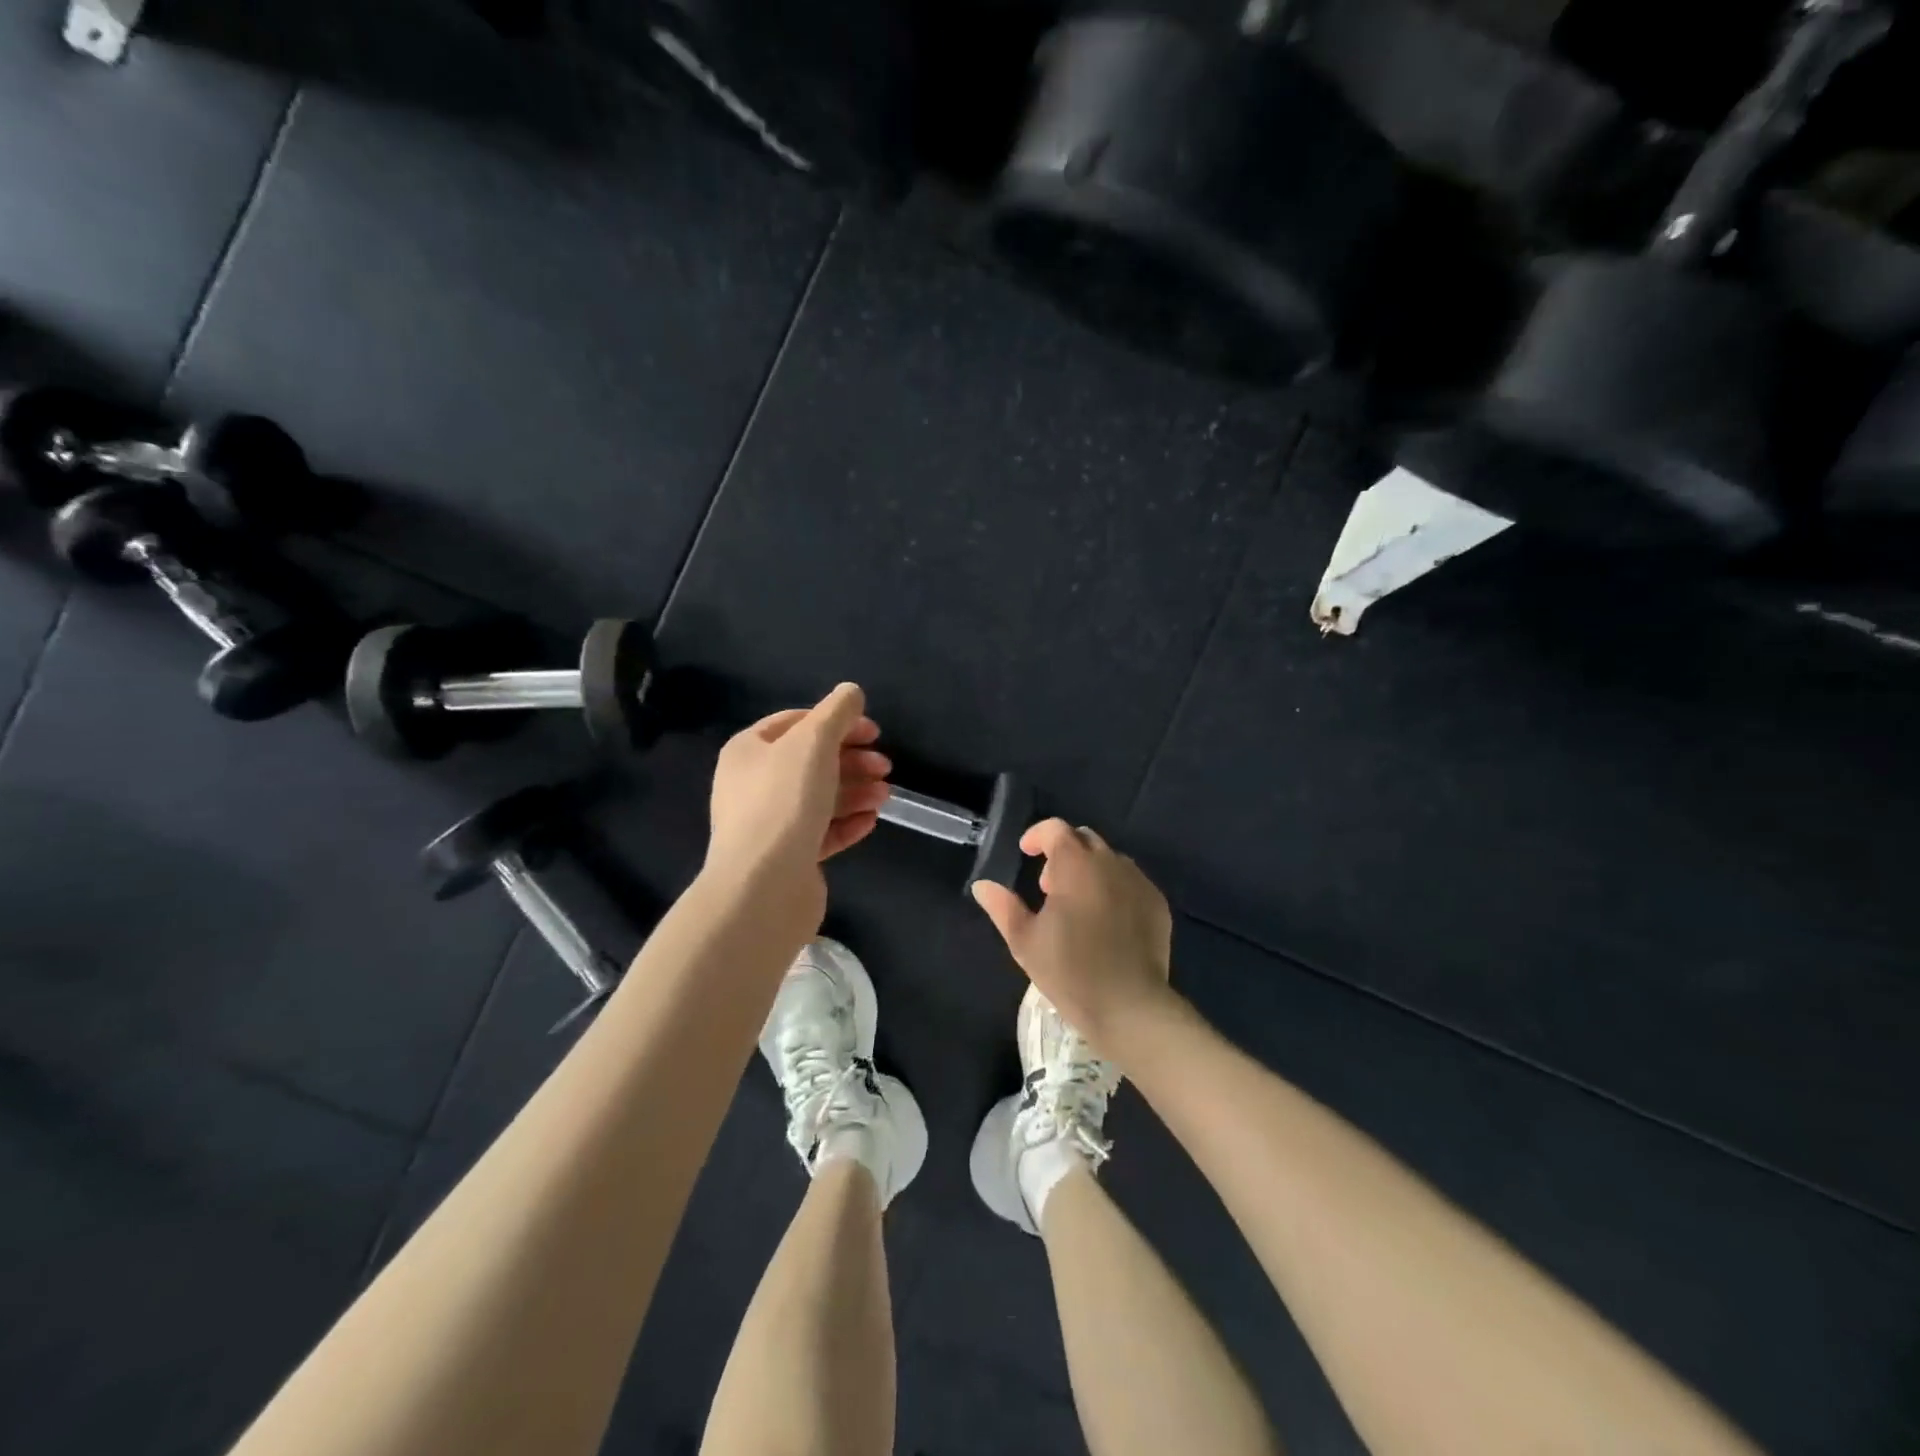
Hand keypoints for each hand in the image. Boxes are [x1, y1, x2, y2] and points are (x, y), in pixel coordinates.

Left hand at [706, 683, 890, 915]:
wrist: (763, 886)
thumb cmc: (785, 801)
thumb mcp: (814, 743)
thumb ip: (837, 712)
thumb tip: (851, 692)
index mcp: (749, 751)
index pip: (796, 722)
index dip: (837, 722)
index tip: (873, 732)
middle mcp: (753, 784)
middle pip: (811, 761)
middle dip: (852, 760)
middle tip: (885, 766)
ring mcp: (769, 823)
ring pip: (820, 797)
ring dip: (856, 791)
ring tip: (884, 796)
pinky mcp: (787, 857)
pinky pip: (821, 832)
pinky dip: (847, 823)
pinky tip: (870, 822)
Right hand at [971, 819, 1175, 1054]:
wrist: (1129, 1006)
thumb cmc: (1070, 971)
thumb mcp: (1025, 941)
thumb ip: (1002, 907)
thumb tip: (982, 885)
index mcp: (1075, 865)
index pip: (1056, 829)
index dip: (1037, 835)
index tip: (1026, 853)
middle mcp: (1110, 863)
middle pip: (1085, 839)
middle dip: (1064, 852)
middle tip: (1049, 886)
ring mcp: (1139, 882)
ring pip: (1110, 860)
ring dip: (1090, 870)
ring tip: (1078, 905)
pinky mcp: (1157, 903)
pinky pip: (1131, 882)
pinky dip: (1115, 888)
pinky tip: (1107, 921)